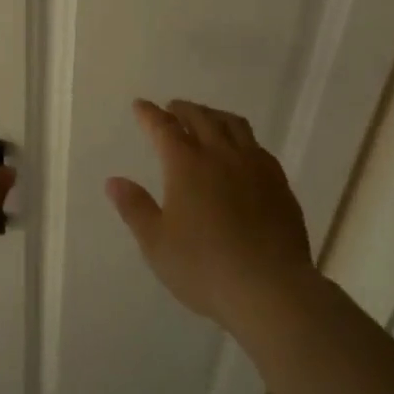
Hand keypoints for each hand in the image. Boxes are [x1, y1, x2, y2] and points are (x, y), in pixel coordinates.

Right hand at [106, 99, 315, 330]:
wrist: (271, 288)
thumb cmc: (204, 267)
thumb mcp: (156, 244)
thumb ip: (135, 208)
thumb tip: (114, 181)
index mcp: (187, 165)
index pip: (164, 128)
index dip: (150, 114)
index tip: (140, 105)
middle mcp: (221, 155)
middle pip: (201, 118)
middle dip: (183, 109)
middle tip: (172, 108)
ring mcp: (254, 166)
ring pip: (234, 125)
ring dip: (214, 116)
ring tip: (206, 119)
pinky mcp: (279, 183)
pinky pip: (257, 146)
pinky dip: (241, 138)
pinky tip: (241, 152)